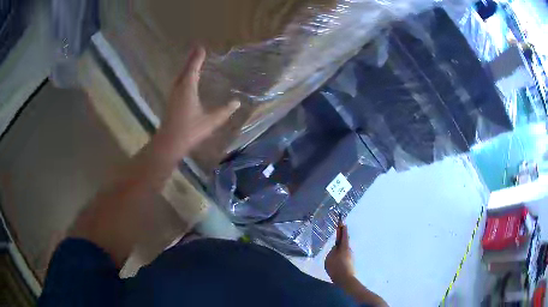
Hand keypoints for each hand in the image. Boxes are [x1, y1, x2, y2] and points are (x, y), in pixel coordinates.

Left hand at [157, 45, 239, 159]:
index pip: (193, 68)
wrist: (169, 144)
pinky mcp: (171, 102)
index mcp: (187, 88)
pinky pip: (178, 84)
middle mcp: (178, 88)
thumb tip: (237, 102)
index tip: (201, 47)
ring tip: (193, 63)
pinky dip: (184, 78)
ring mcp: (173, 95)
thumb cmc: (190, 130)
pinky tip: (187, 82)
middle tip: (197, 51)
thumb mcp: (210, 121)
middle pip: (184, 70)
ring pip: (180, 77)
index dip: (197, 58)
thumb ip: (224, 111)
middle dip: (191, 60)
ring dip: (187, 68)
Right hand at [325, 222, 354, 284]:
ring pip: (344, 249)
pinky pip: (344, 255)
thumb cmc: (337, 267)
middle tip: (337, 233)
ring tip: (334, 249)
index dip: (342, 228)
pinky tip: (335, 259)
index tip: (342, 221)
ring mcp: (350, 256)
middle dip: (341, 237)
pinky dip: (340, 254)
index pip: (344, 234)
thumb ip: (332, 251)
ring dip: (340, 247)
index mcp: (344, 246)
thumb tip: (336, 247)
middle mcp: (349, 249)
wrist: (346, 279)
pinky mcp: (349, 262)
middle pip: (345, 241)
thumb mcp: (330, 258)